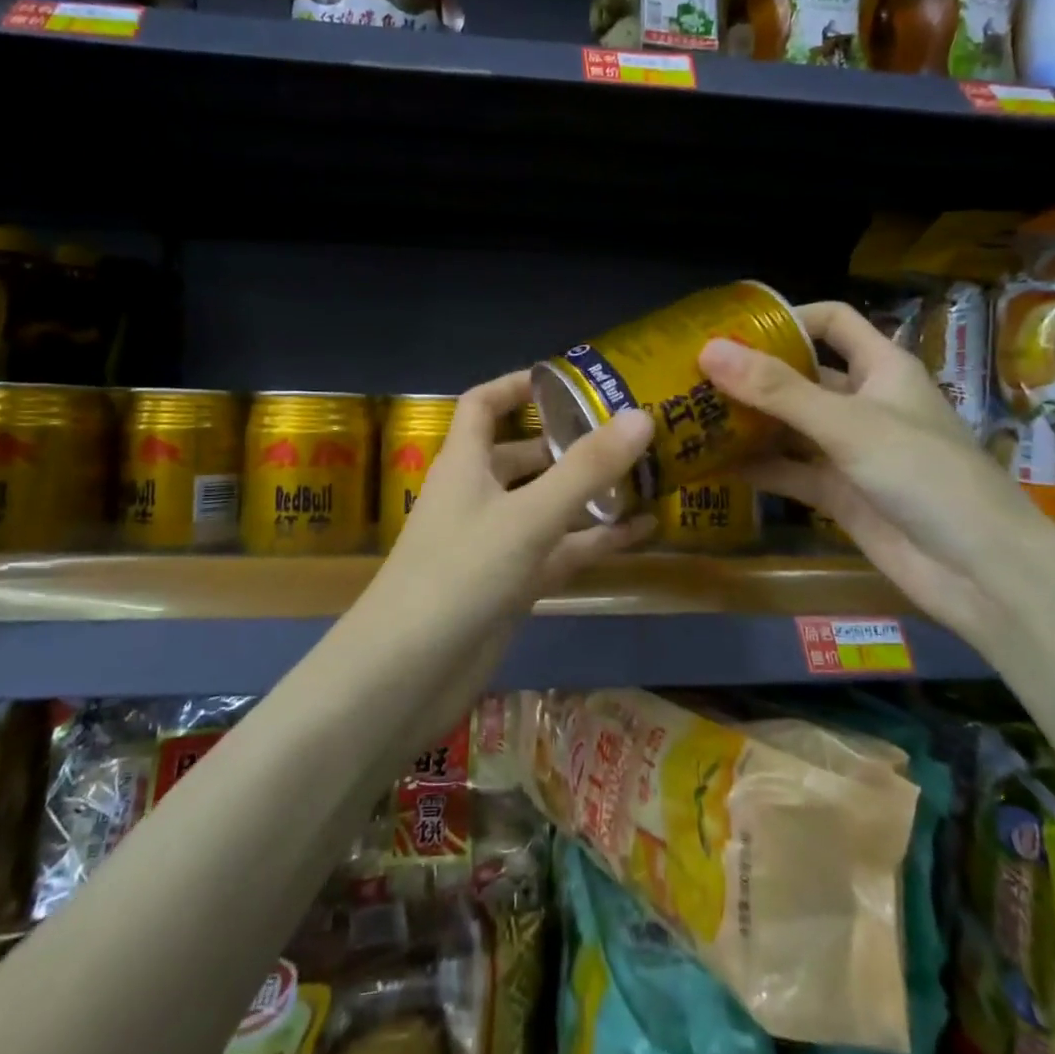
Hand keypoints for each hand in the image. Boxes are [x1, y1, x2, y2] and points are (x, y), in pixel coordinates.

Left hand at [372, 369, 655, 622]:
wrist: (408, 674)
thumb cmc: (460, 574)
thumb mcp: (528, 516)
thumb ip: (585, 469)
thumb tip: (640, 415)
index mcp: (465, 464)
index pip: (482, 405)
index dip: (517, 386)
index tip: (565, 379)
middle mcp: (477, 496)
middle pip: (522, 456)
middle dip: (569, 443)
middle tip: (627, 433)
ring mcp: (493, 544)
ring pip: (546, 506)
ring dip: (588, 494)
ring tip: (646, 476)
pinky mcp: (510, 585)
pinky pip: (557, 551)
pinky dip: (593, 540)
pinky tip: (642, 531)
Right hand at [698, 300, 1050, 641]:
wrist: (980, 571)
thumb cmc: (924, 475)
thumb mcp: (849, 424)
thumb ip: (778, 390)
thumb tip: (709, 350)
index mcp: (881, 368)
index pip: (833, 322)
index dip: (788, 318)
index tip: (731, 329)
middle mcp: (863, 403)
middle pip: (801, 375)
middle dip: (752, 374)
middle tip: (692, 375)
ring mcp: (849, 451)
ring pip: (790, 426)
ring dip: (748, 422)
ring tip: (690, 417)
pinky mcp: (839, 494)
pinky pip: (789, 472)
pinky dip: (756, 468)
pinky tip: (711, 466)